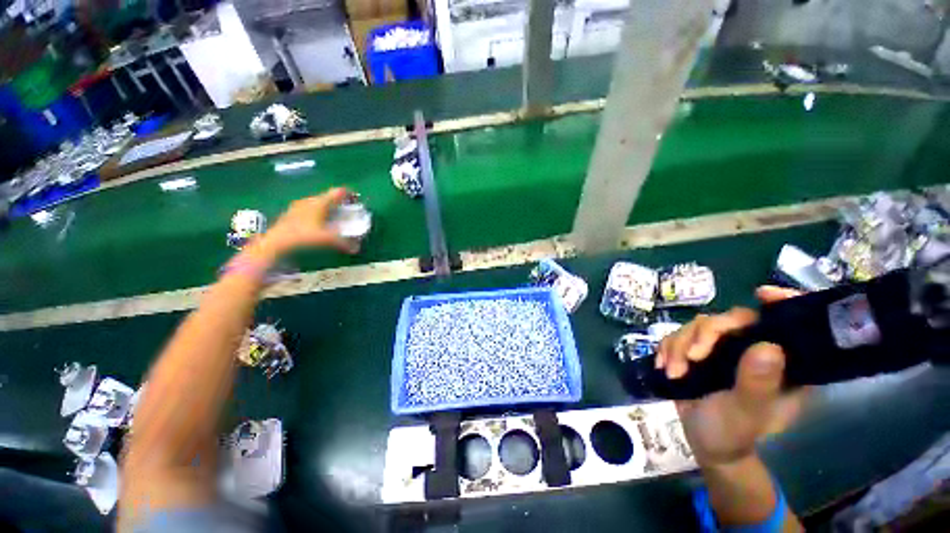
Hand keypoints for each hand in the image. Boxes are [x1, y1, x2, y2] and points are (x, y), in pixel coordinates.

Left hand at [260, 187, 360, 255]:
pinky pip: (309, 208)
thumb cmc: (303, 236)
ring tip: (335, 216)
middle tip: (348, 209)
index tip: (356, 198)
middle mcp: (310, 200)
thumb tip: (356, 249)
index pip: (337, 192)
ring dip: (327, 207)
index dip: (348, 193)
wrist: (276, 241)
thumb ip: (343, 243)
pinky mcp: (291, 213)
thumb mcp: (327, 239)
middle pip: (328, 197)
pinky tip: (318, 222)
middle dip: (339, 202)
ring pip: (318, 202)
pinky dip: (318, 213)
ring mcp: (299, 206)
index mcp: (320, 202)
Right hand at [656, 286, 808, 465]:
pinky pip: (678, 336)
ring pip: (698, 327)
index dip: (780, 305)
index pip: (787, 325)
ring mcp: (723, 350)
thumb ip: (758, 383)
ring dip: (679, 346)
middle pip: (729, 321)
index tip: (762, 294)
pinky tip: (663, 365)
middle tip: (690, 358)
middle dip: (703, 335)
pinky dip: (667, 348)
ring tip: (672, 371)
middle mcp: (754, 350)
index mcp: (781, 364)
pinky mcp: (698, 352)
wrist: (705, 444)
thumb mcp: (747, 412)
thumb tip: (768, 346)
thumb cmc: (734, 433)